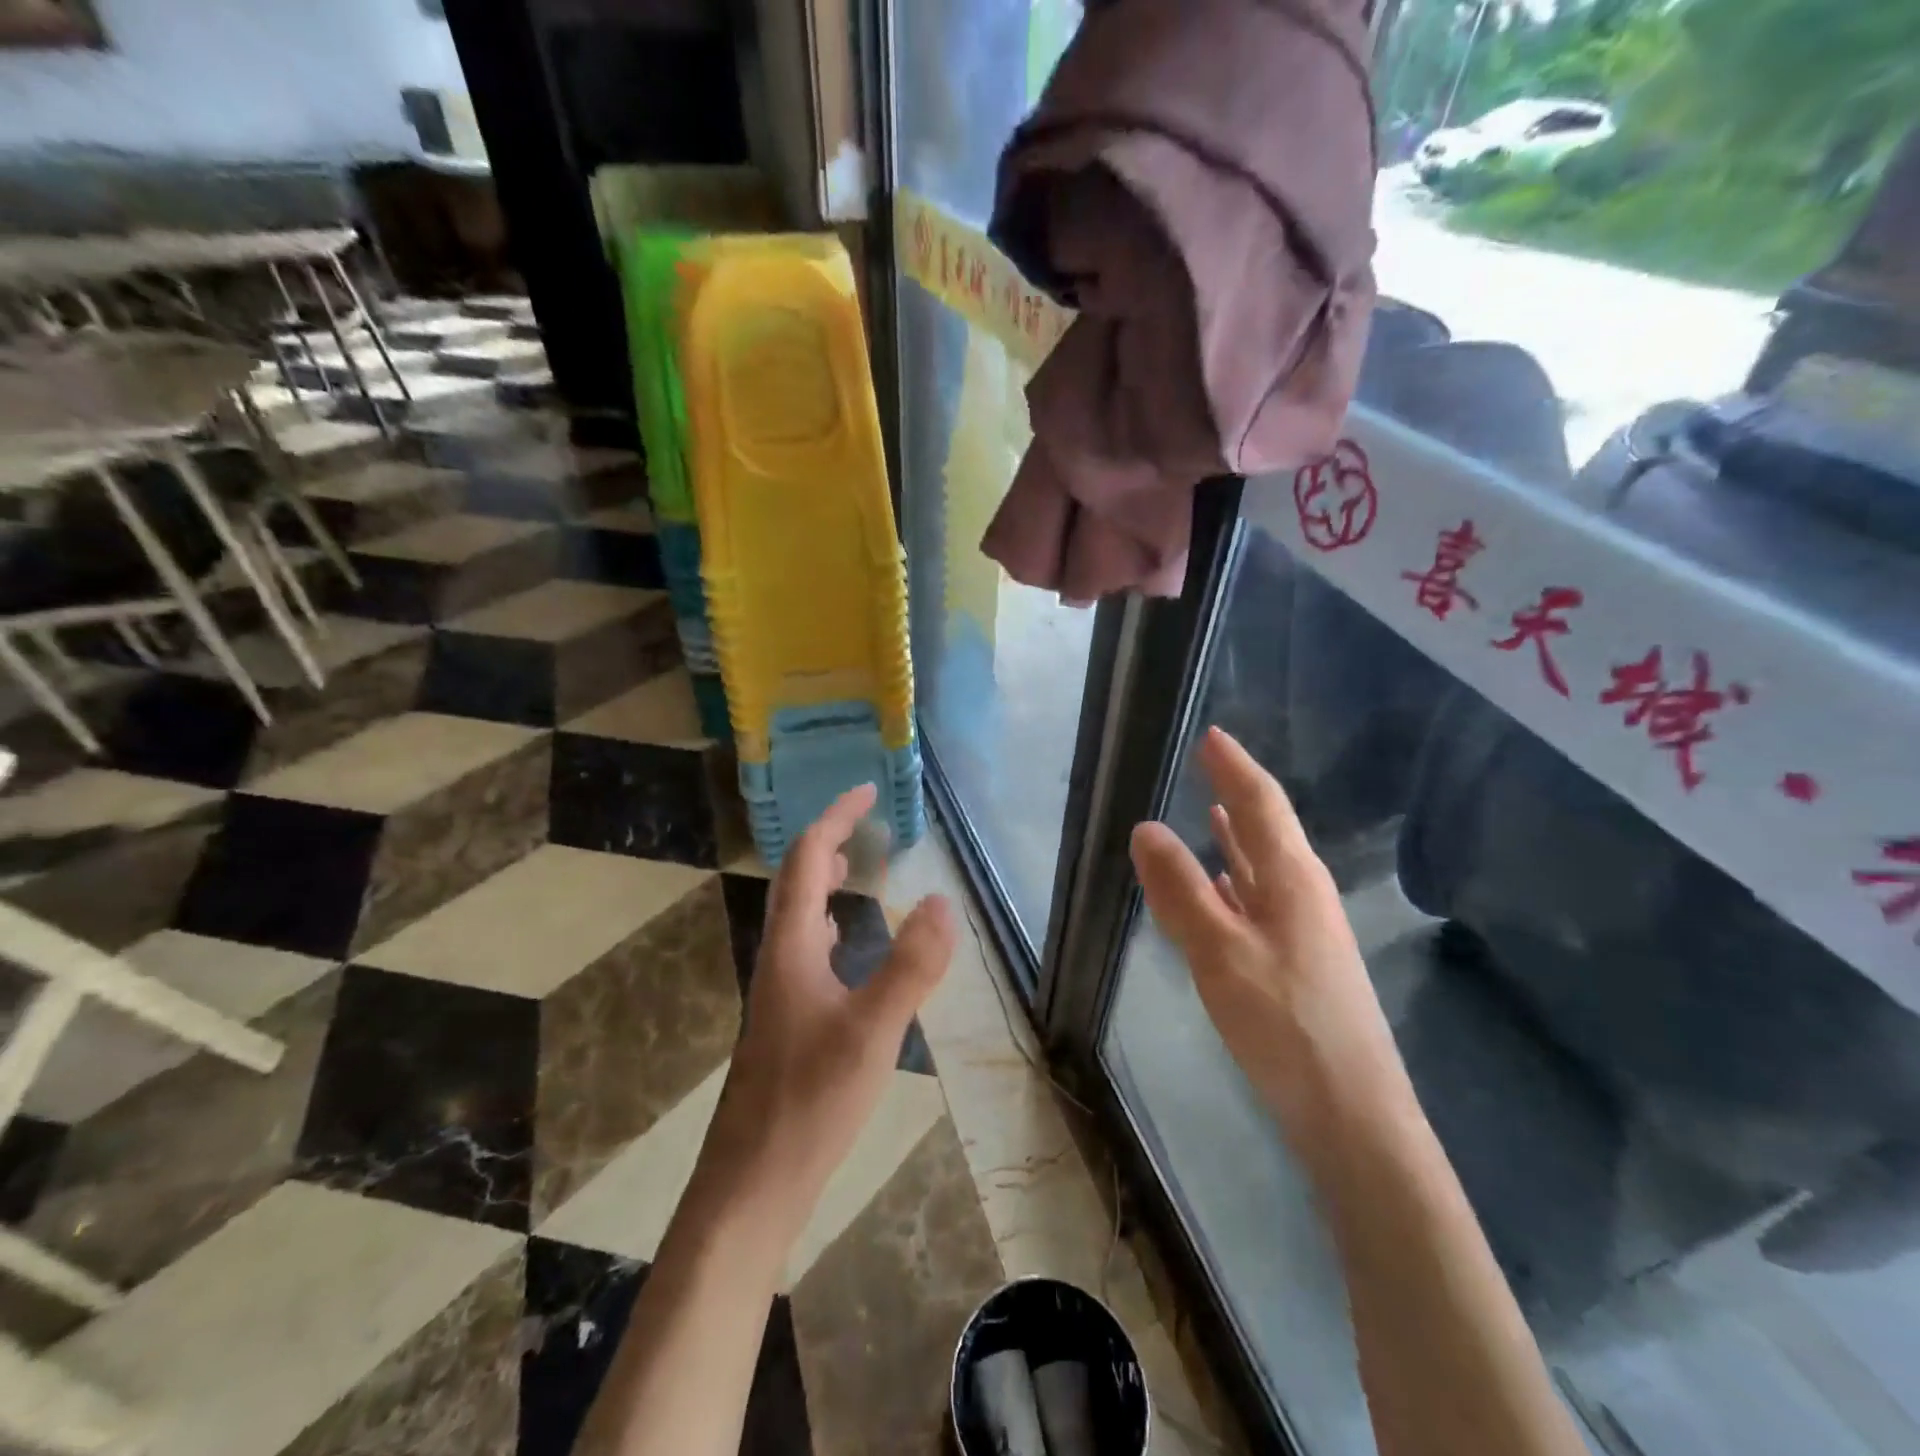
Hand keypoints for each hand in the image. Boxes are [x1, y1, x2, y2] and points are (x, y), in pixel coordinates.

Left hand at [699, 784, 956, 1235]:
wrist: (751, 1186)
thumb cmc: (809, 1103)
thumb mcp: (872, 1031)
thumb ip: (910, 966)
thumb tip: (941, 900)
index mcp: (792, 948)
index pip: (806, 860)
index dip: (834, 818)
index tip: (864, 791)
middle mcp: (779, 959)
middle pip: (796, 882)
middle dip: (827, 842)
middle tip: (864, 821)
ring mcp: (779, 992)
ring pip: (798, 916)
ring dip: (822, 879)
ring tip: (853, 864)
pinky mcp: (787, 1022)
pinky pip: (805, 949)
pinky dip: (826, 922)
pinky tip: (840, 940)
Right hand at [1129, 728, 1412, 1156]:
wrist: (1352, 1115)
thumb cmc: (1285, 1024)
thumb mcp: (1220, 952)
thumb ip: (1181, 889)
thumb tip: (1146, 827)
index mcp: (1292, 880)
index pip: (1262, 804)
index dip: (1235, 767)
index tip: (1210, 735)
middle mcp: (1303, 894)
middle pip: (1268, 829)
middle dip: (1237, 793)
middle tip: (1207, 764)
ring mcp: (1304, 930)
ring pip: (1264, 867)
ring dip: (1238, 835)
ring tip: (1212, 810)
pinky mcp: (1296, 962)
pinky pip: (1259, 901)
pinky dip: (1235, 880)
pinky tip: (1220, 886)